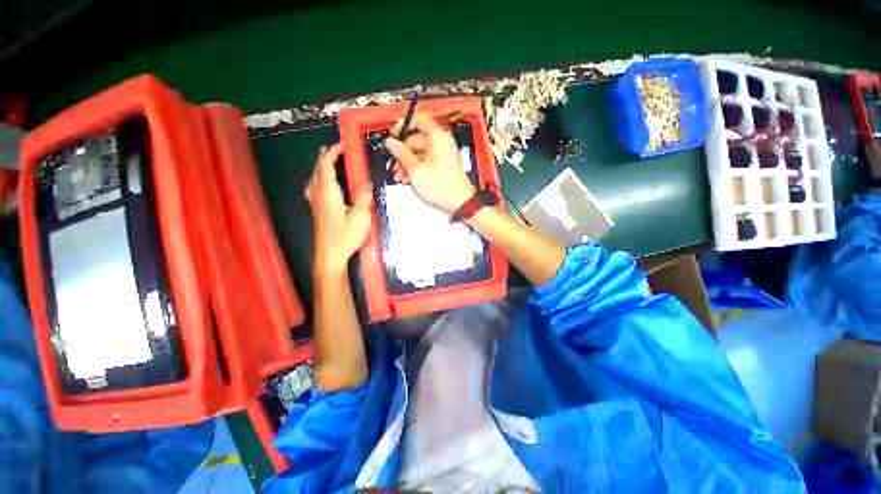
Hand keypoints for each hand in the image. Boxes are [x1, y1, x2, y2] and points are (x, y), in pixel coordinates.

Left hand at [305, 143, 371, 273]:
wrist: (330, 255)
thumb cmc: (345, 236)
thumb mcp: (360, 217)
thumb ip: (364, 198)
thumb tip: (369, 183)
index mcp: (328, 193)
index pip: (326, 165)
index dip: (333, 152)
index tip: (344, 144)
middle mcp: (318, 194)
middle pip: (317, 169)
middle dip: (325, 156)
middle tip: (336, 150)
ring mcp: (314, 202)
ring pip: (314, 177)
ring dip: (321, 166)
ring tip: (329, 161)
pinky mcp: (316, 210)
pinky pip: (314, 186)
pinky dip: (319, 178)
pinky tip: (324, 183)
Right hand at [384, 113, 474, 212]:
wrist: (460, 202)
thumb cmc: (440, 185)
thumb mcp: (417, 170)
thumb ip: (402, 154)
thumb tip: (389, 142)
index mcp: (438, 137)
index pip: (420, 120)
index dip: (404, 125)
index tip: (393, 136)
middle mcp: (441, 142)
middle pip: (417, 139)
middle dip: (402, 152)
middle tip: (392, 163)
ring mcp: (442, 154)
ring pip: (419, 152)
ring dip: (406, 163)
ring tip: (397, 176)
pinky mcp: (442, 164)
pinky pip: (425, 160)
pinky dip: (415, 168)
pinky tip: (407, 179)